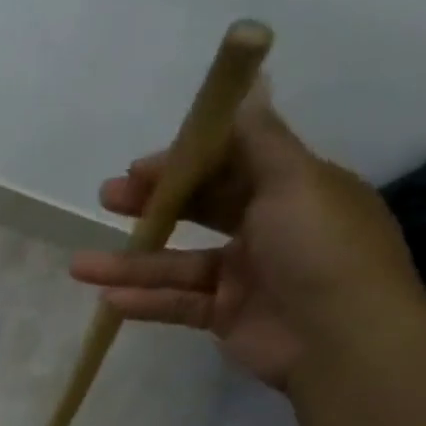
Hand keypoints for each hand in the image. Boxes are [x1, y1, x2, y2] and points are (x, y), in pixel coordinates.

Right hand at [69, 85, 425, 389]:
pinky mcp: (227, 317)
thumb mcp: (295, 181)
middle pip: (199, 210)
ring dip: (130, 263)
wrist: (346, 343)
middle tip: (107, 199)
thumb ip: (259, 139)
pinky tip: (110, 299)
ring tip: (80, 266)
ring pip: (178, 263)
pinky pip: (179, 303)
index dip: (184, 163)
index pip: (230, 165)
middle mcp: (269, 229)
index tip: (140, 167)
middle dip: (152, 204)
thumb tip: (249, 82)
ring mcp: (246, 277)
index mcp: (292, 191)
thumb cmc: (321, 251)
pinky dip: (146, 301)